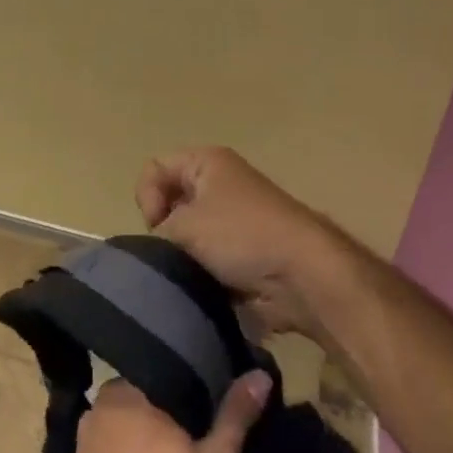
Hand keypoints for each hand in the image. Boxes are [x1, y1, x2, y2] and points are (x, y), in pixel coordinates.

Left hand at [57, 373, 272, 452]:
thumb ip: (236, 416)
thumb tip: (259, 373)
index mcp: (128, 388)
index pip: (172, 371)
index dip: (201, 387)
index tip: (222, 405)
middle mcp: (101, 402)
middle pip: (152, 397)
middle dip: (178, 413)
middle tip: (209, 435)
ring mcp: (86, 436)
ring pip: (133, 425)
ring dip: (156, 438)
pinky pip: (117, 449)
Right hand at [134, 146, 358, 336]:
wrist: (303, 276)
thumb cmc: (241, 236)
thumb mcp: (184, 226)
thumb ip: (155, 234)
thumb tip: (155, 251)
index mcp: (207, 162)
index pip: (154, 169)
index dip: (148, 198)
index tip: (159, 226)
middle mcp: (220, 183)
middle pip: (169, 203)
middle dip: (164, 232)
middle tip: (171, 255)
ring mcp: (233, 220)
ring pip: (186, 237)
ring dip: (182, 259)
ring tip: (187, 277)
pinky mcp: (242, 253)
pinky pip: (205, 261)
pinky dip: (200, 276)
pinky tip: (202, 290)